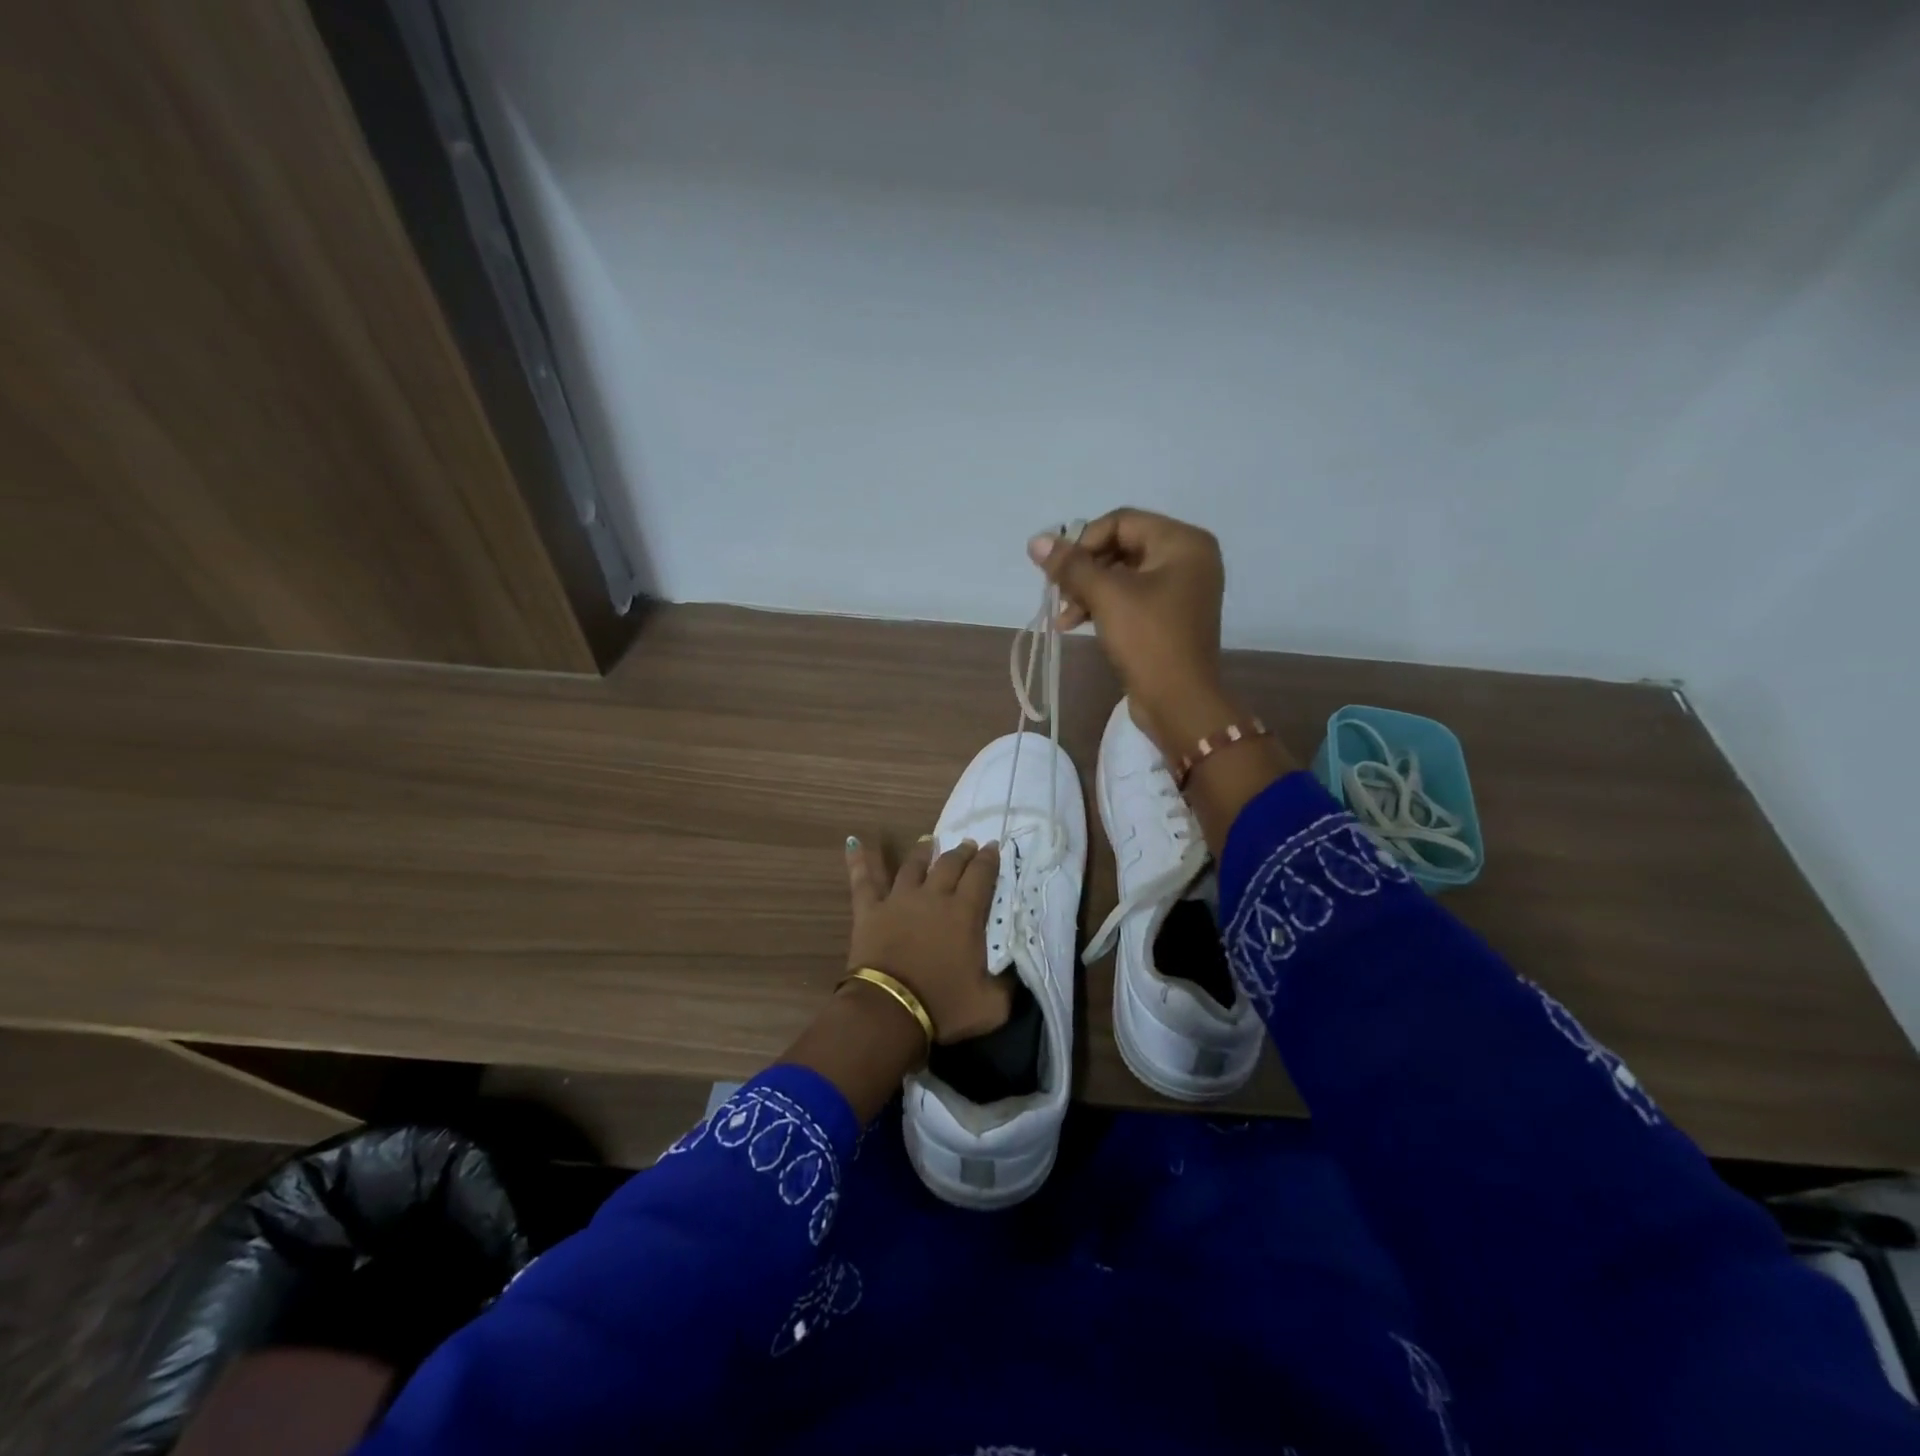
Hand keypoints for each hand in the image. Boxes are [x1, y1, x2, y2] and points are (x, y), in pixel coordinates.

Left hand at [845, 835, 1010, 1043]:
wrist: (890, 1011)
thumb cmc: (943, 1006)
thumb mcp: (991, 1005)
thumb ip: (1008, 985)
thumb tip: (1015, 972)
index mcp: (965, 913)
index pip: (981, 875)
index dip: (989, 859)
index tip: (992, 847)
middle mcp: (933, 896)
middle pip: (950, 864)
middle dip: (962, 852)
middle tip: (968, 844)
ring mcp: (899, 899)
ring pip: (912, 865)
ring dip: (923, 851)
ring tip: (929, 840)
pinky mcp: (870, 909)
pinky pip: (863, 879)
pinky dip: (858, 859)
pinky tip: (852, 842)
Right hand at [1029, 508, 1232, 754]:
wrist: (1179, 703)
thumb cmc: (1148, 640)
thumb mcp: (1106, 597)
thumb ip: (1070, 565)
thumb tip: (1035, 541)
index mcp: (1182, 542)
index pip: (1121, 521)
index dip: (1084, 541)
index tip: (1058, 571)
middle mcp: (1188, 558)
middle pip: (1121, 546)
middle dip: (1084, 570)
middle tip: (1058, 594)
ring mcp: (1181, 589)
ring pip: (1122, 574)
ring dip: (1088, 591)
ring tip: (1063, 617)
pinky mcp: (1170, 616)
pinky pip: (1131, 597)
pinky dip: (1103, 606)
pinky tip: (1076, 623)